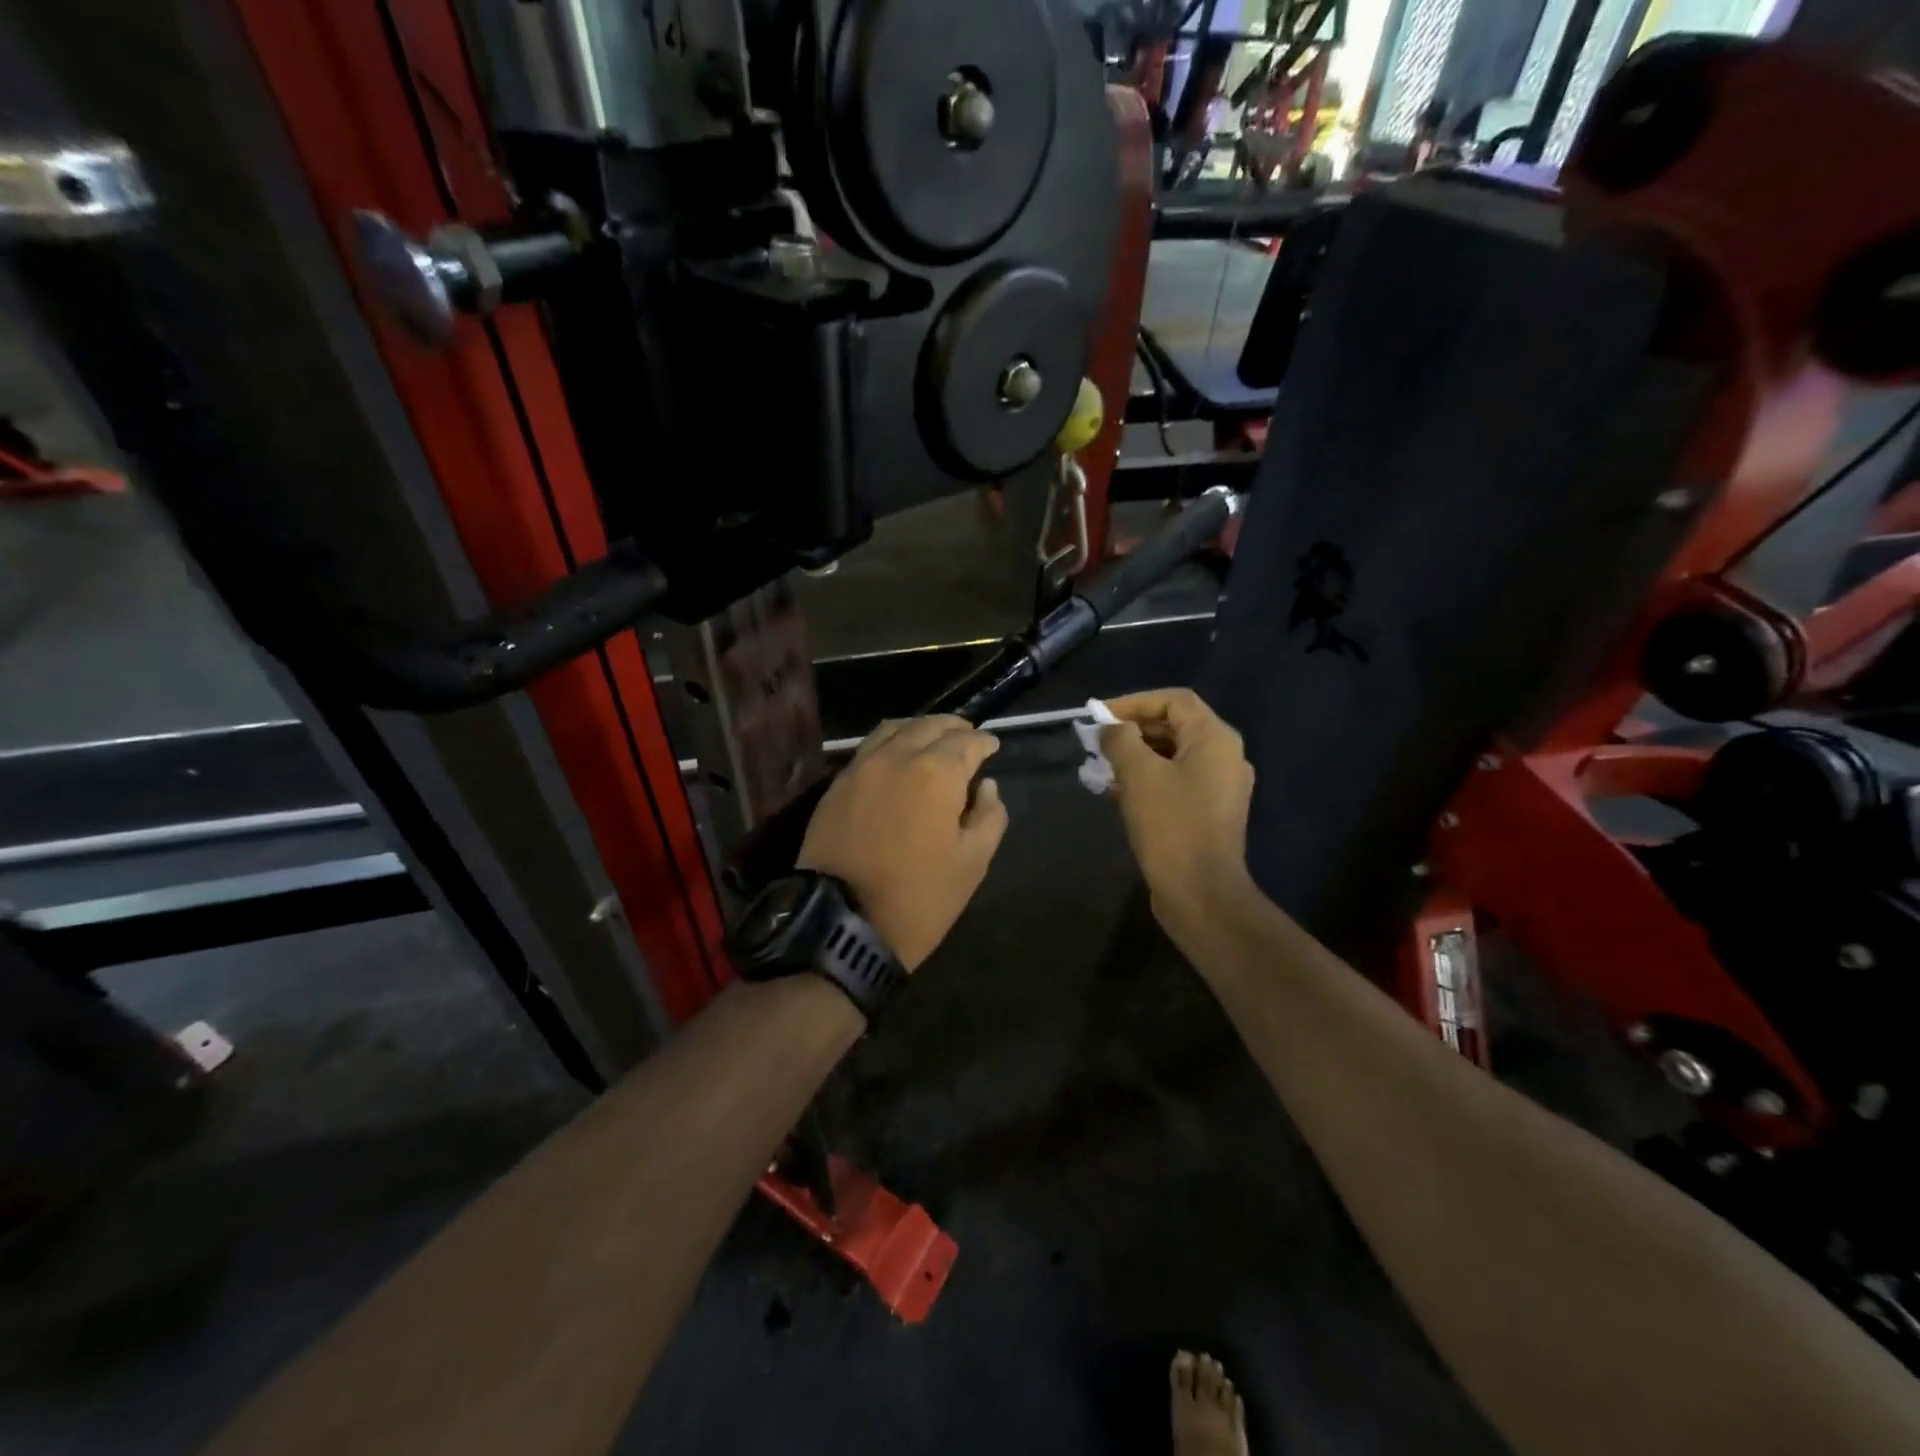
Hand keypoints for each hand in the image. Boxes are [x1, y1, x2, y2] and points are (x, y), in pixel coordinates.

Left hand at [798, 716, 1007, 970]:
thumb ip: (989, 817)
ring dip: (919, 728)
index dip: (984, 741)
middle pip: (929, 725)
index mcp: (936, 773)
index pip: (967, 742)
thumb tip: (987, 786)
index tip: (993, 745)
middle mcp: (897, 757)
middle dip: (954, 727)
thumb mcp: (971, 863)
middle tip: (968, 737)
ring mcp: (861, 767)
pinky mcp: (836, 785)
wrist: (841, 923)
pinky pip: (868, 748)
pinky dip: (891, 742)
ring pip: (894, 729)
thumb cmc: (918, 897)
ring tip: (933, 740)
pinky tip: (898, 758)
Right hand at [1099, 689, 1255, 938]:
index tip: (1099, 717)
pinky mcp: (1209, 813)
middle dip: (1132, 731)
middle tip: (1096, 742)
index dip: (1134, 702)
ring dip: (1135, 757)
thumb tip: (1110, 729)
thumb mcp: (1138, 775)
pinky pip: (1176, 782)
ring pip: (1172, 756)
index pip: (1173, 700)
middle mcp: (1224, 757)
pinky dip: (1147, 780)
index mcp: (1215, 739)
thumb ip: (1121, 741)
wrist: (1200, 892)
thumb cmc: (1171, 825)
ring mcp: (1220, 787)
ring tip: (1100, 767)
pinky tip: (1116, 793)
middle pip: (1174, 726)